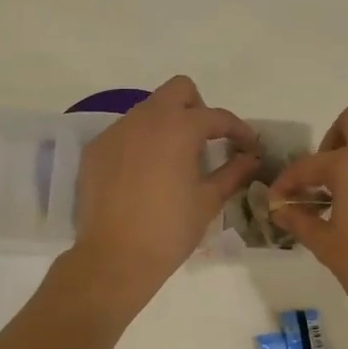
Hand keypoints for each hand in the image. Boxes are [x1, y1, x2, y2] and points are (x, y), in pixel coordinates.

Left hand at [65, 76, 260, 317]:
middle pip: (178, 91)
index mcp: (179, 128)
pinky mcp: (96, 150)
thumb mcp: (208, 200)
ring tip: (175, 159)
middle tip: (206, 141)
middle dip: (198, 108)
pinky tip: (145, 174)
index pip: (217, 116)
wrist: (114, 258)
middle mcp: (146, 119)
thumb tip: (251, 158)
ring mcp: (116, 132)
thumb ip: (233, 172)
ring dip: (168, 124)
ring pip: (149, 109)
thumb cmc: (170, 229)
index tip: (248, 146)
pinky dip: (142, 142)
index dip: (238, 130)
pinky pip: (125, 132)